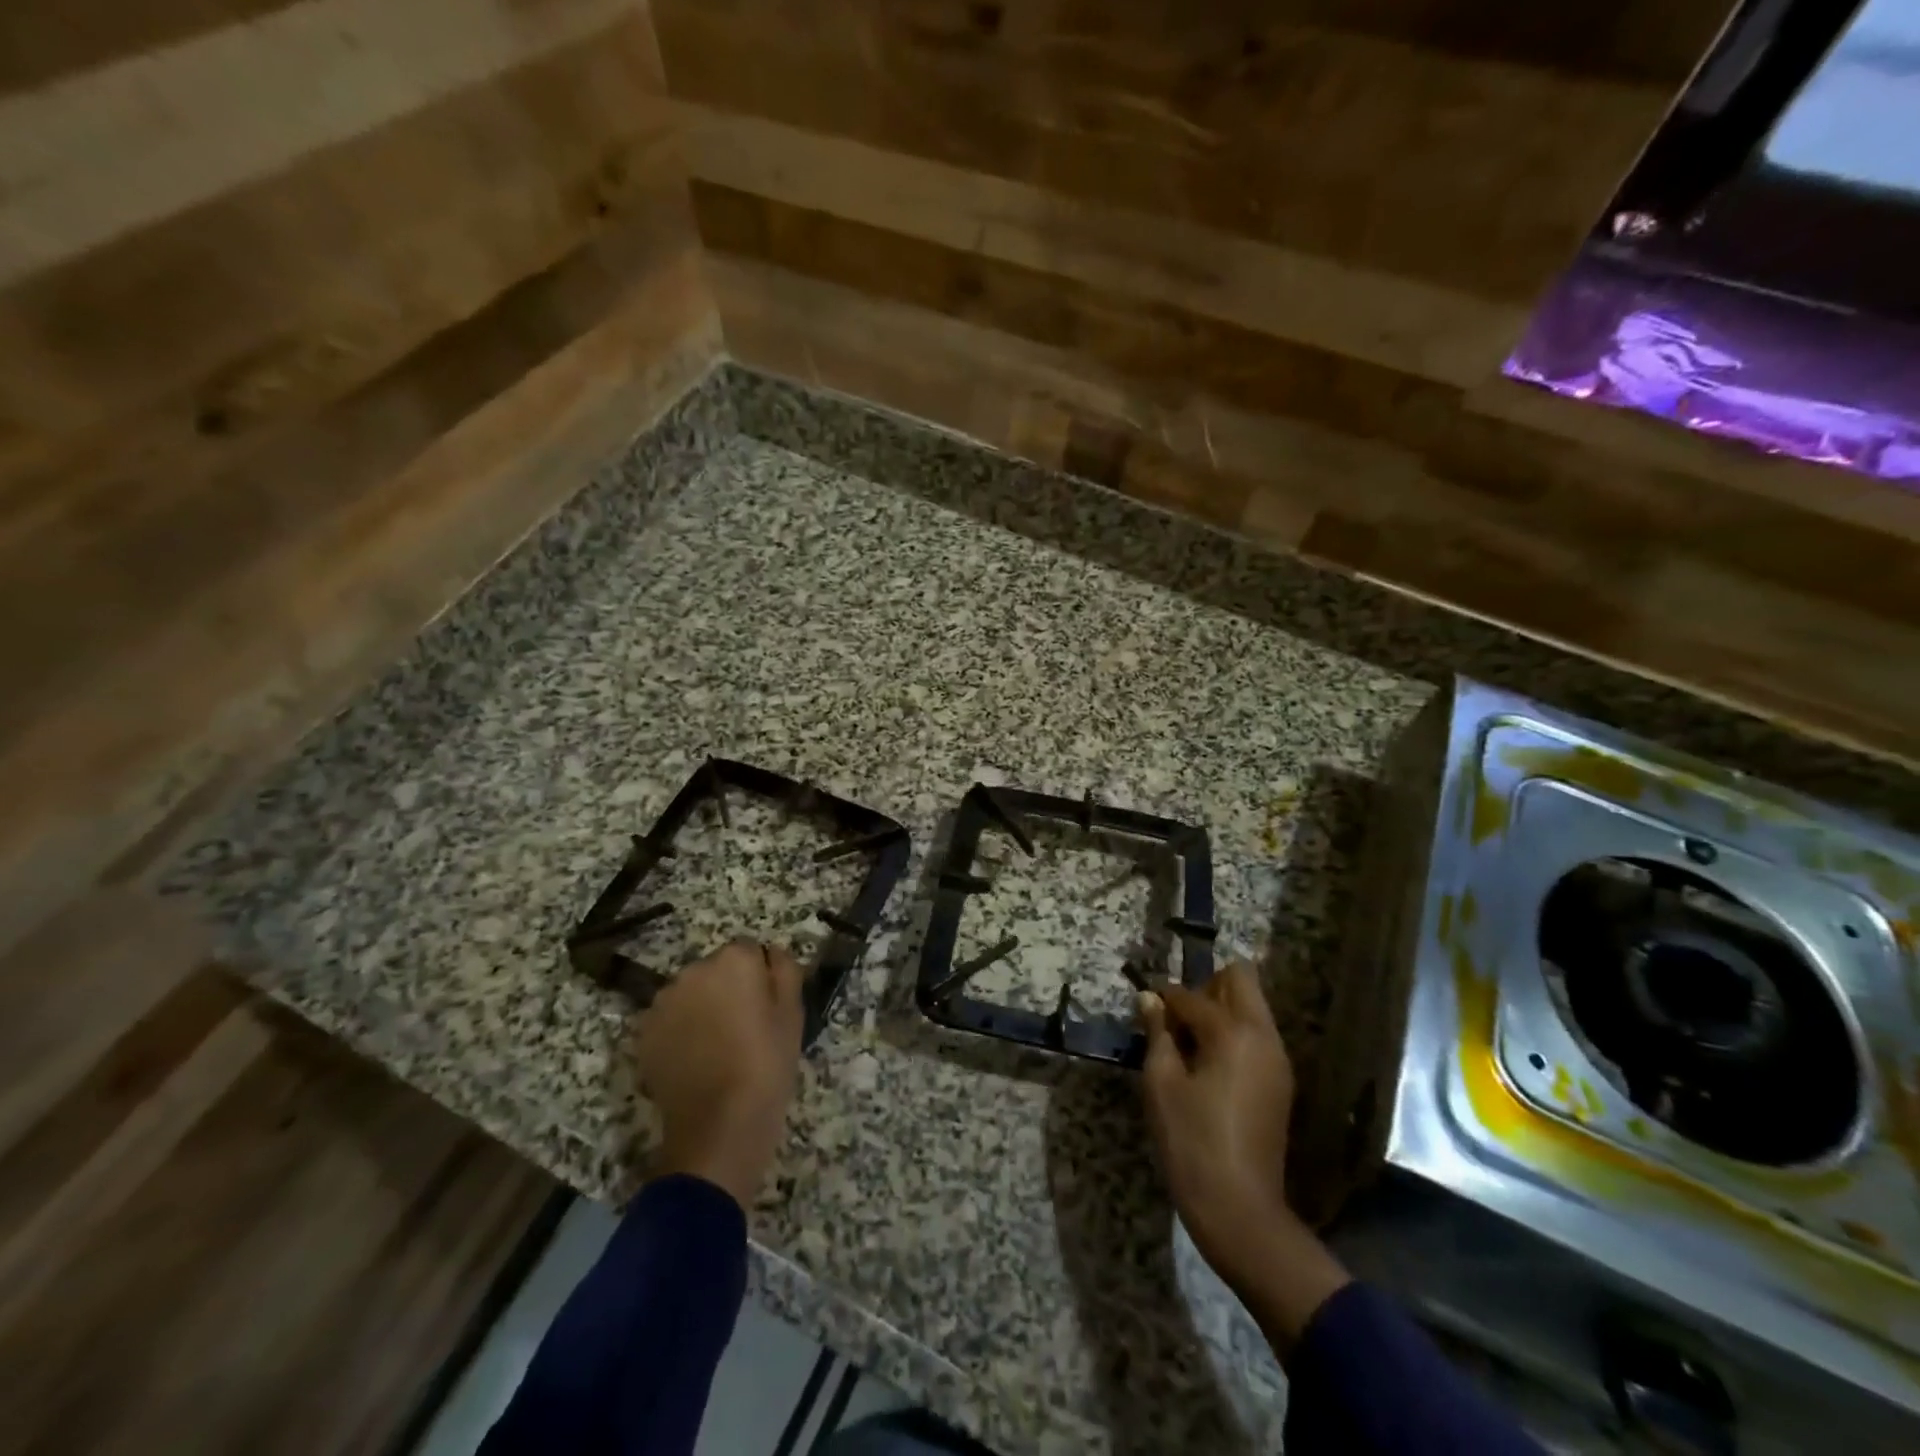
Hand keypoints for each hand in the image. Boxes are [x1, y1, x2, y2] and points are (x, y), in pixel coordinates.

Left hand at [638, 939, 804, 1209]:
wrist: (719, 1126)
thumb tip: (771, 953)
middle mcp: (693, 970)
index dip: (760, 978)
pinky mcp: (644, 1034)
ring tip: (717, 1047)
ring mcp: (663, 1002)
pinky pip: (669, 1020)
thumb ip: (785, 971)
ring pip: (690, 994)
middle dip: (728, 989)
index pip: (749, 951)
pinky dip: (680, 1032)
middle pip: (716, 970)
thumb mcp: (793, 1014)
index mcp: (733, 960)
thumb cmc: (766, 1065)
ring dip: (702, 1008)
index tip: (766, 1008)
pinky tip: (695, 1060)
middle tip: (744, 1028)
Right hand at [1137, 963, 1293, 1273]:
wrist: (1239, 1209)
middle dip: (1206, 987)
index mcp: (1234, 1032)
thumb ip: (1157, 1033)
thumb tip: (1149, 999)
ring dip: (1220, 1011)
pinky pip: (1255, 1037)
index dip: (1163, 997)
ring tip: (1186, 1044)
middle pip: (1240, 980)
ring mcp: (1277, 1060)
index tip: (1144, 1003)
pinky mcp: (1280, 1084)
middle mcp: (1263, 1036)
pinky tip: (1205, 1066)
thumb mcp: (1161, 1083)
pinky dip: (1232, 1036)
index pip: (1192, 995)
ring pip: (1251, 1008)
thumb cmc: (1191, 1141)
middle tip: (1176, 1018)